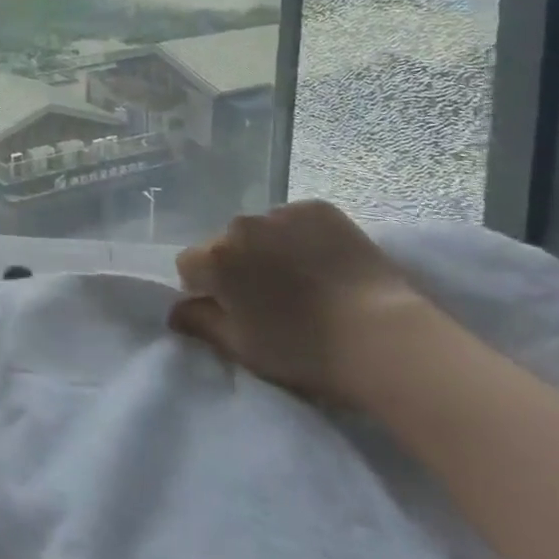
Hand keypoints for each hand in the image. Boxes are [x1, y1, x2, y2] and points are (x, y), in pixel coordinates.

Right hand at [168, 200, 432, 404]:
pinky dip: (301, 237)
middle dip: (239, 266)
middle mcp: (240, 225)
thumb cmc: (305, 351)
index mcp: (216, 258)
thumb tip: (175, 310)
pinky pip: (295, 220)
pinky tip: (325, 263)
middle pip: (226, 244)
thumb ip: (201, 324)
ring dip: (269, 249)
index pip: (190, 266)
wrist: (384, 337)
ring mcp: (281, 212)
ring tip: (303, 280)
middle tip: (270, 298)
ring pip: (261, 231)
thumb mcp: (244, 349)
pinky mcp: (318, 208)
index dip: (207, 289)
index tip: (232, 310)